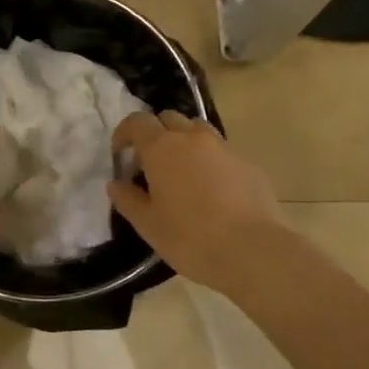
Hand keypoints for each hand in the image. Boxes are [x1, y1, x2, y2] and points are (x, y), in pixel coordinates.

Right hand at [108, 111, 283, 295]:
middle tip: (151, 164)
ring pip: (197, 130)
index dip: (125, 133)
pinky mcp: (247, 162)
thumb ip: (128, 199)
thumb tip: (116, 184)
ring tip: (182, 173)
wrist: (252, 249)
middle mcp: (192, 137)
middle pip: (168, 118)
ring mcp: (223, 147)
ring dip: (184, 142)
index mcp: (162, 148)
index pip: (137, 122)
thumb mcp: (148, 225)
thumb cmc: (190, 237)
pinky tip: (212, 190)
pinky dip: (209, 160)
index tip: (120, 154)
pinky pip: (221, 151)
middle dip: (155, 134)